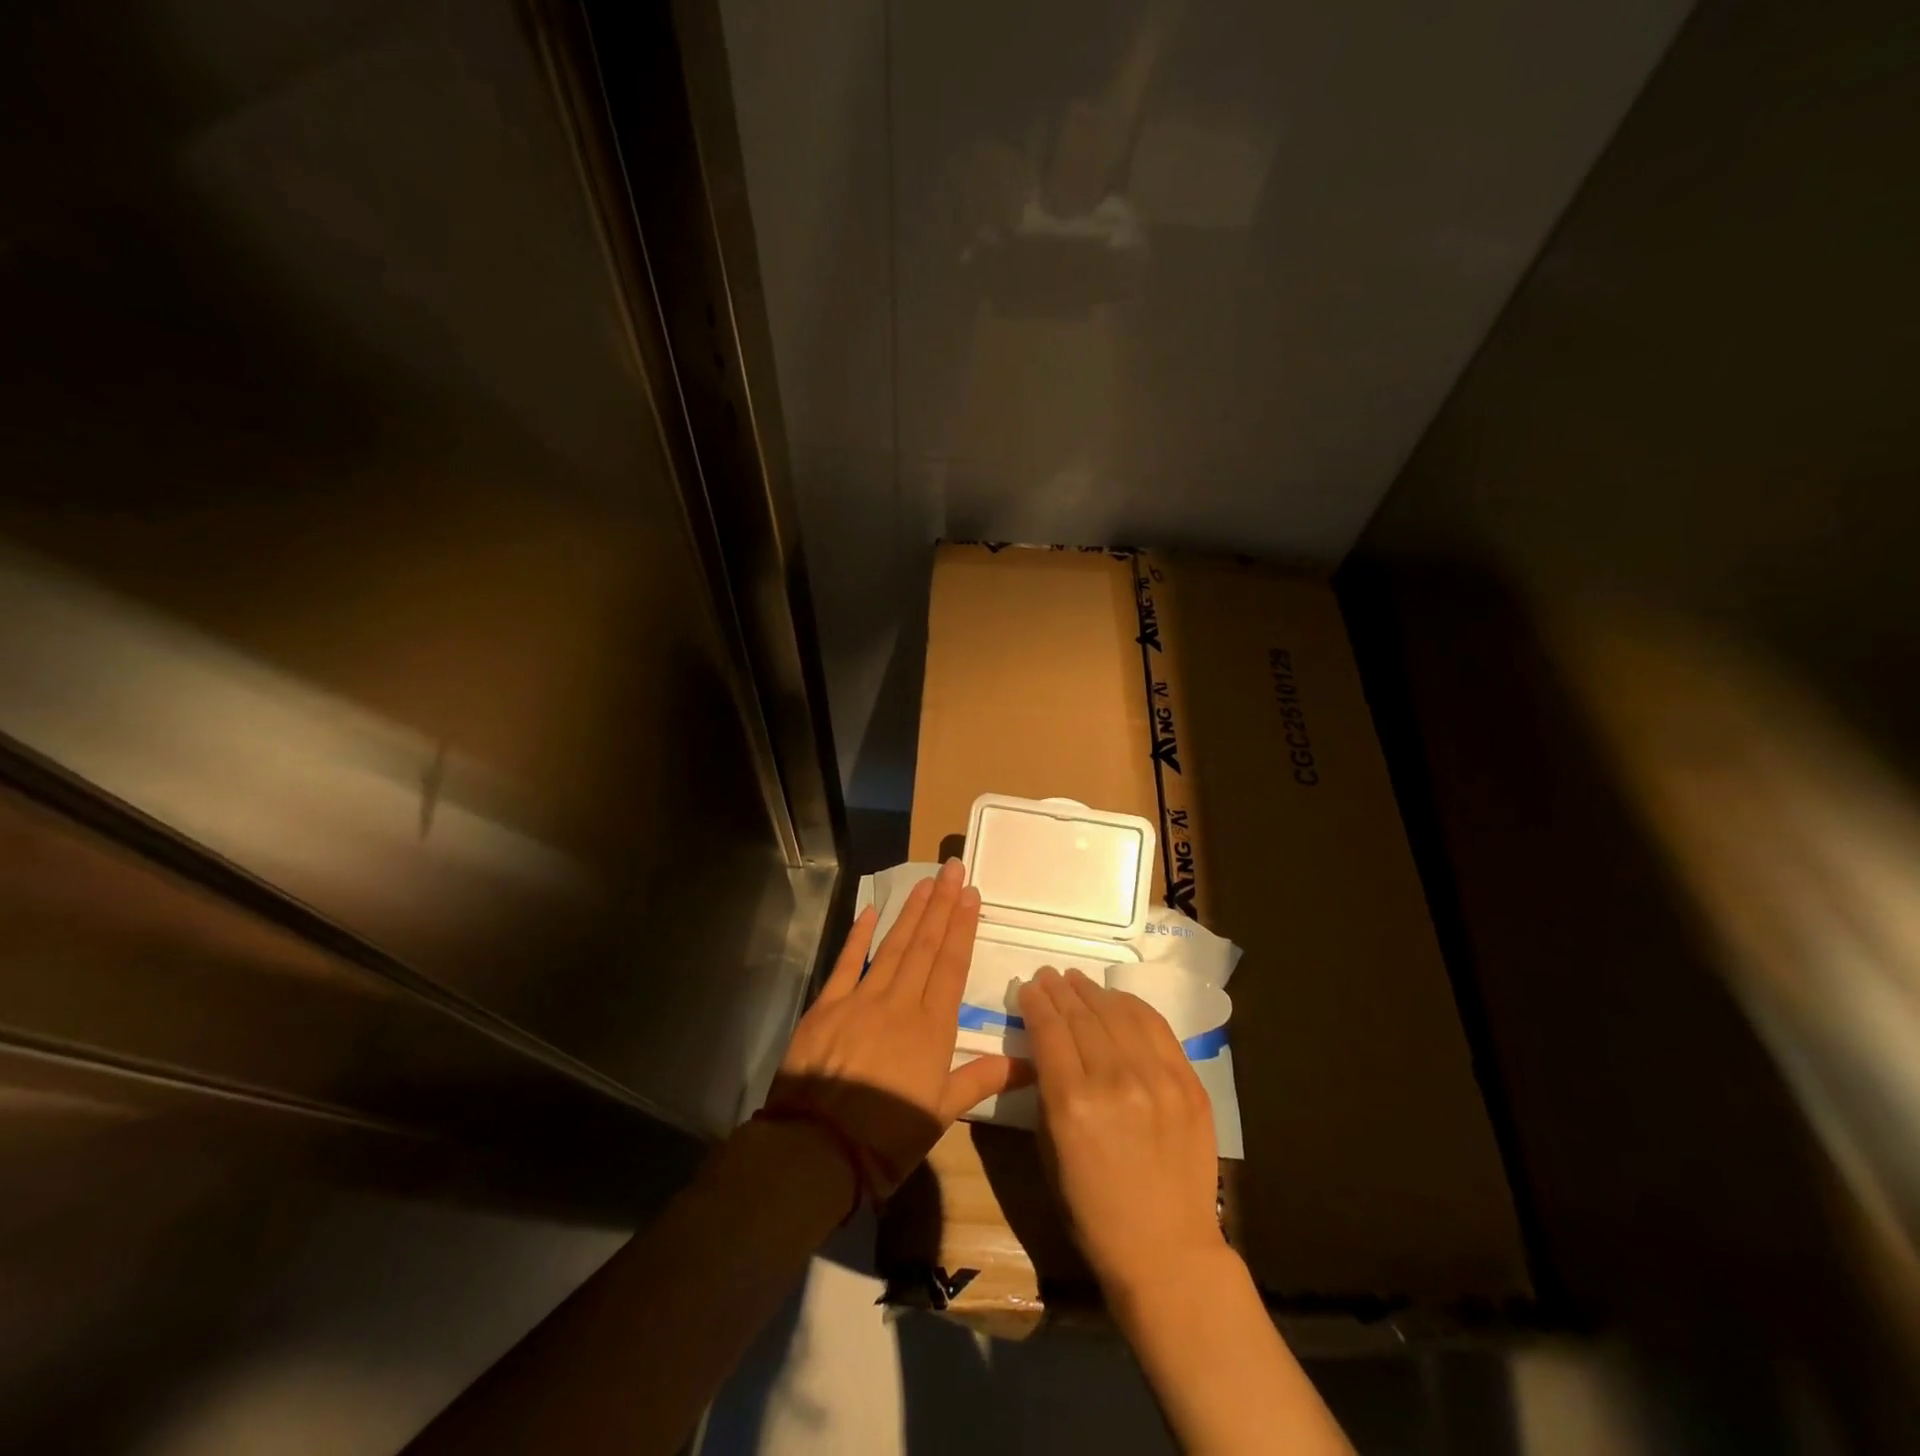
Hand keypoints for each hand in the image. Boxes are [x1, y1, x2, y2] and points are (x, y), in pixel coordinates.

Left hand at [774, 859, 1026, 1195]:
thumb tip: (1031, 1064)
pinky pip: (846, 963)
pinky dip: (859, 936)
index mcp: (931, 1027)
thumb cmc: (887, 1138)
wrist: (817, 1149)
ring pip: (892, 946)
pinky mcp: (827, 1005)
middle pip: (925, 945)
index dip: (962, 927)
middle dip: (941, 905)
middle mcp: (900, 1002)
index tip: (971, 894)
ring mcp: (861, 999)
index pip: (951, 965)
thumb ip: (981, 1079)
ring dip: (910, 912)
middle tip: (952, 869)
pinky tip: (871, 911)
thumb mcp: (940, 1114)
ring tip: (925, 881)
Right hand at [1017, 966, 1219, 1294]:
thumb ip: (1047, 1091)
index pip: (1049, 1030)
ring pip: (1118, 1013)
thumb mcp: (1051, 1151)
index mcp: (1072, 1103)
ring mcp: (1157, 1078)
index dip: (1035, 1003)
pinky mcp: (1188, 1082)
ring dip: (1093, 991)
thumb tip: (1044, 1044)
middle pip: (1081, 1015)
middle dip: (1060, 990)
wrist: (1168, 1251)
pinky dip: (1131, 1006)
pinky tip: (1116, 999)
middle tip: (1048, 975)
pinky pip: (1156, 1027)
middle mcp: (1114, 1080)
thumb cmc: (1093, 1211)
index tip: (1027, 987)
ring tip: (1077, 980)